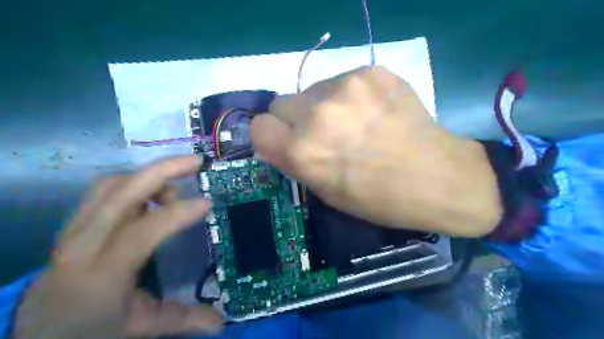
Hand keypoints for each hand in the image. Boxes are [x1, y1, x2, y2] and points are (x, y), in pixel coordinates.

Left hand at [16, 156, 223, 338]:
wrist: (36, 335)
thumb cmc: (89, 331)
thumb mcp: (139, 327)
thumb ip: (182, 318)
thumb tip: (221, 322)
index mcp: (104, 271)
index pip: (145, 229)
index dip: (179, 212)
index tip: (208, 202)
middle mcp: (85, 242)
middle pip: (122, 191)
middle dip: (163, 170)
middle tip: (196, 162)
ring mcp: (76, 228)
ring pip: (112, 184)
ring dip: (148, 177)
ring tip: (174, 190)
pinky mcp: (76, 223)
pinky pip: (105, 190)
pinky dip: (134, 184)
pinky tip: (151, 198)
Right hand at [250, 65, 499, 235]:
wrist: (436, 178)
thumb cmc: (377, 198)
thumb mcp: (325, 191)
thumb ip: (293, 162)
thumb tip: (273, 142)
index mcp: (302, 151)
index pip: (258, 127)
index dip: (272, 137)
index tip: (287, 143)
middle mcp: (317, 114)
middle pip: (281, 103)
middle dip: (295, 120)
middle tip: (323, 134)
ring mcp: (347, 87)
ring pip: (312, 90)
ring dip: (322, 107)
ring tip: (354, 124)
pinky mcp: (372, 72)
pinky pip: (343, 82)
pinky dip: (350, 97)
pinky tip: (373, 113)